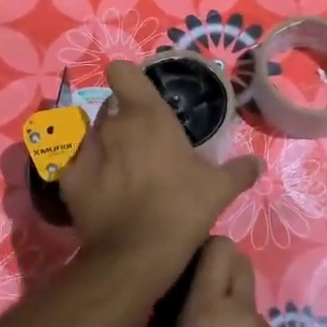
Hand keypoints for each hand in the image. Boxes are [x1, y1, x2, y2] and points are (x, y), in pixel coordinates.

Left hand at [59, 61, 260, 288]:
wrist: (136, 255)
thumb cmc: (181, 209)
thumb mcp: (219, 189)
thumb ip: (238, 171)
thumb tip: (258, 164)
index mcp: (147, 115)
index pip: (123, 72)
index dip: (128, 78)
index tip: (140, 94)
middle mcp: (113, 123)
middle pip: (110, 106)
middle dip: (122, 118)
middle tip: (141, 143)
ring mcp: (87, 149)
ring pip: (90, 132)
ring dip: (102, 143)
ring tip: (118, 167)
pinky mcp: (68, 178)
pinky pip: (73, 163)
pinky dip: (83, 170)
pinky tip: (97, 188)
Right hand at [145, 237, 303, 326]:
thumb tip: (152, 322)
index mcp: (207, 311)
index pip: (219, 246)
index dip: (201, 249)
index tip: (180, 270)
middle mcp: (241, 311)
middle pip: (238, 259)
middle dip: (217, 266)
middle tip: (192, 297)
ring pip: (246, 295)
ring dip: (227, 304)